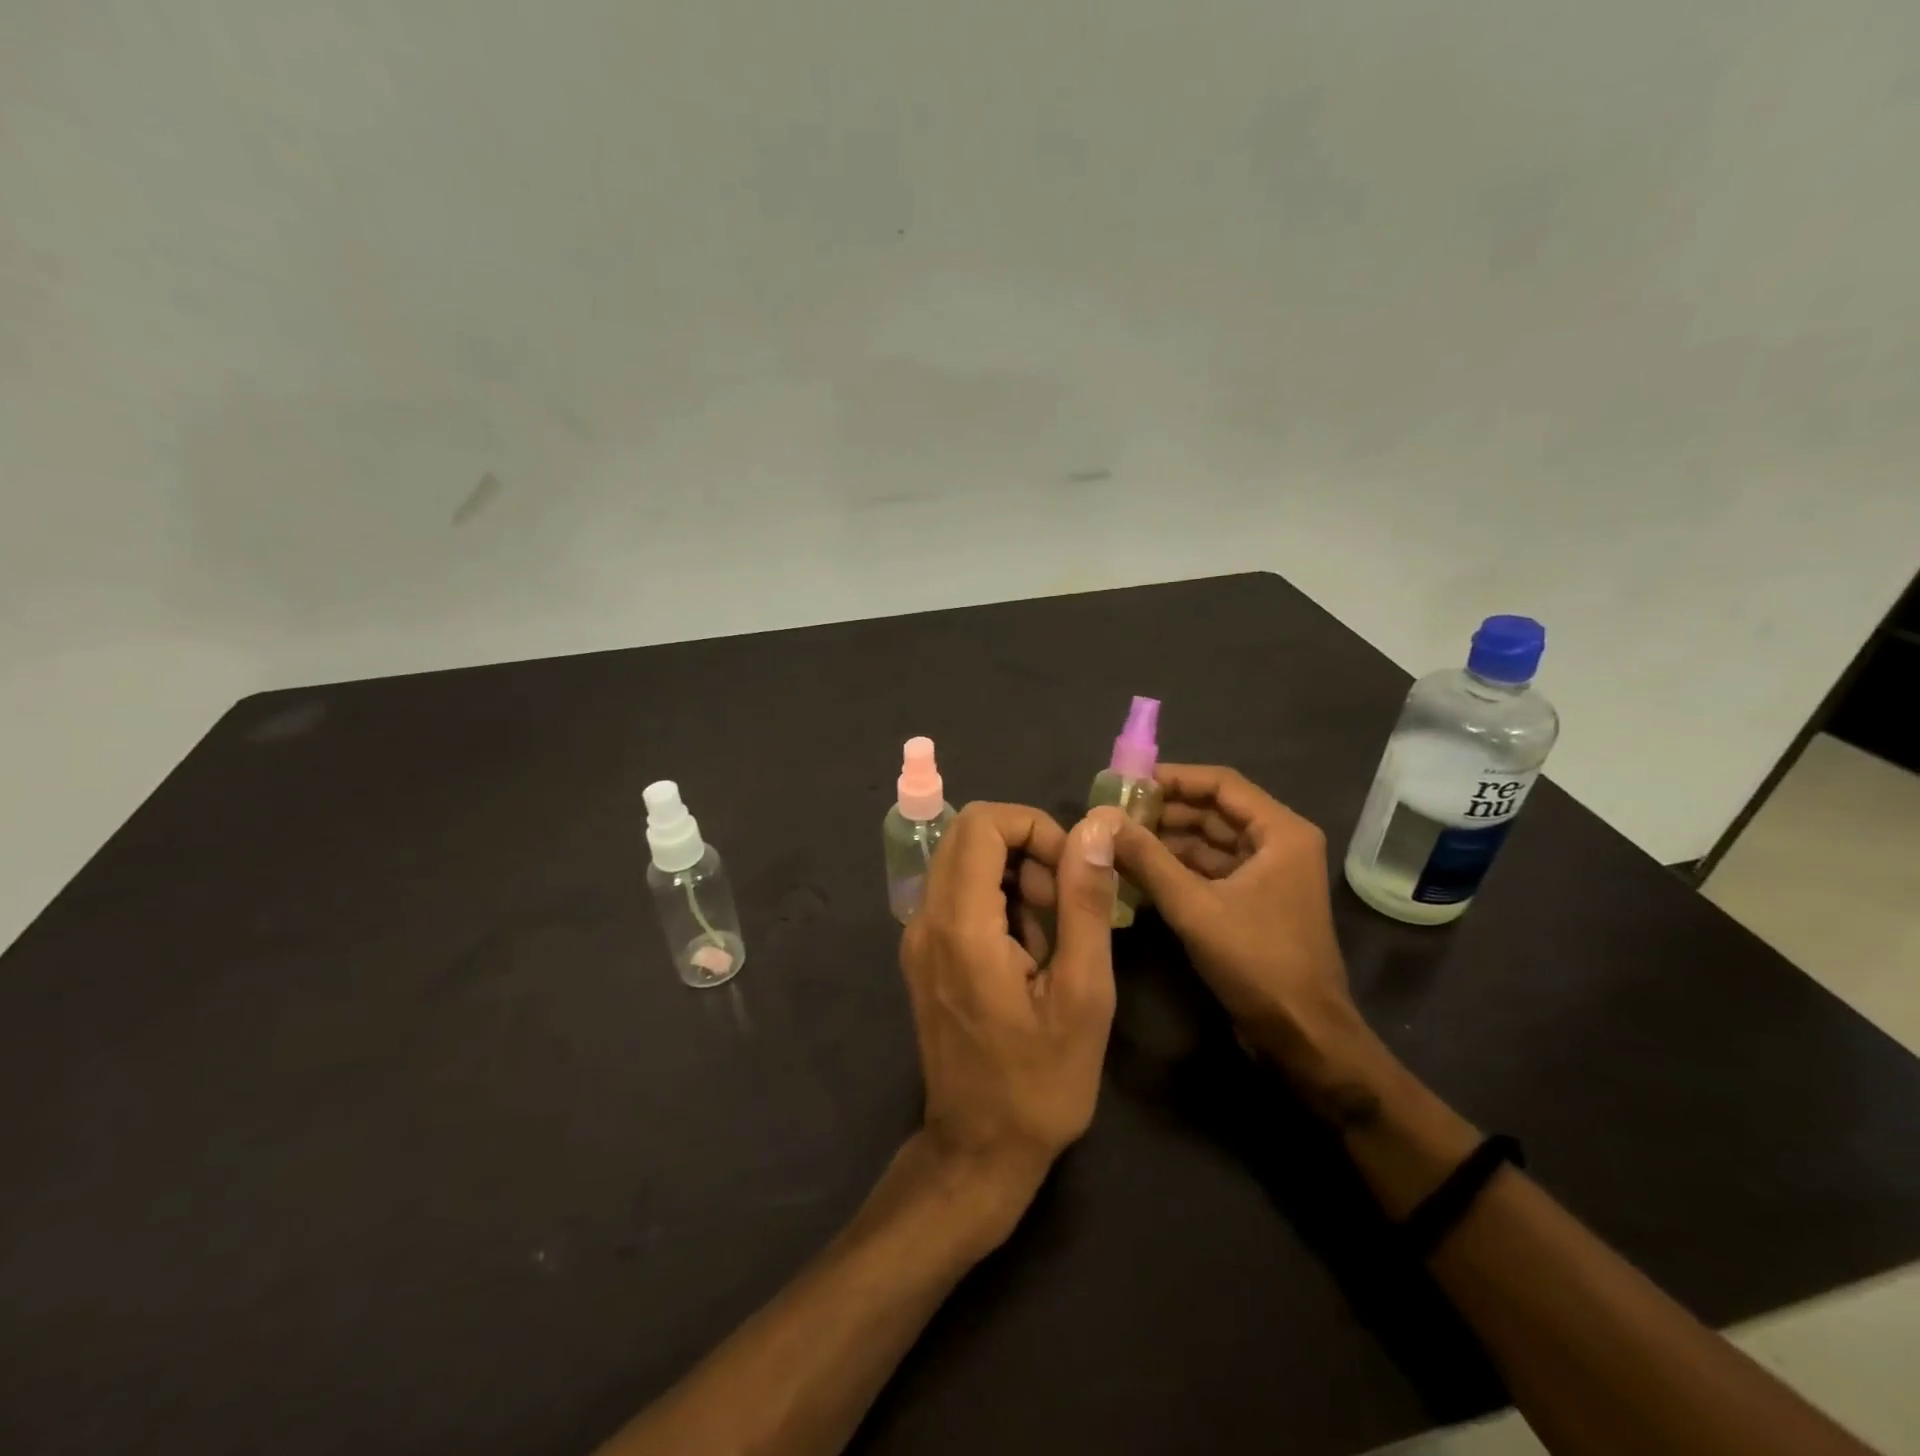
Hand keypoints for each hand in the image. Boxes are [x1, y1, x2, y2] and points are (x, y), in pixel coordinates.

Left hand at [899, 803, 1120, 1233]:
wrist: (979, 1149)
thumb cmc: (1040, 1082)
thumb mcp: (1084, 995)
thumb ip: (1085, 904)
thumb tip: (1093, 831)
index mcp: (962, 925)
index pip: (982, 823)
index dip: (1034, 827)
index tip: (1071, 871)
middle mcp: (925, 920)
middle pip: (967, 833)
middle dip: (1024, 846)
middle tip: (1062, 899)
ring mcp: (917, 937)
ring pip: (961, 860)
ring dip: (1012, 874)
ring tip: (1049, 933)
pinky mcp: (921, 953)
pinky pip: (956, 893)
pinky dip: (995, 897)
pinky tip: (1025, 950)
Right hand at [1111, 765, 1362, 1075]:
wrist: (1303, 1035)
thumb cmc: (1257, 962)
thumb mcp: (1194, 907)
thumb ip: (1147, 859)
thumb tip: (1102, 821)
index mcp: (1280, 832)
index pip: (1220, 784)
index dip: (1173, 778)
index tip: (1127, 783)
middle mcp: (1278, 843)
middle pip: (1214, 810)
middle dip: (1164, 812)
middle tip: (1114, 815)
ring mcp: (1268, 873)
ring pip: (1210, 841)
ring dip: (1167, 841)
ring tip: (1118, 842)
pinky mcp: (1255, 900)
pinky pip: (1212, 869)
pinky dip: (1178, 868)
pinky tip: (1138, 873)